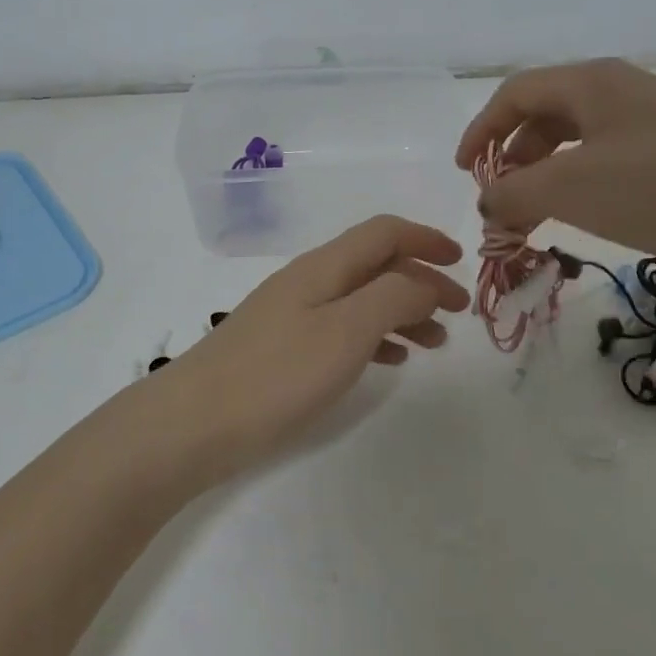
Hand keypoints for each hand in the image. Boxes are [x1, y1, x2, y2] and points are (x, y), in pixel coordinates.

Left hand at [154, 216, 469, 480]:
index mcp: (324, 266)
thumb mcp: (346, 330)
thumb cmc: (276, 374)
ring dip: (402, 312)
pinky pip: (342, 330)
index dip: (425, 238)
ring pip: (361, 299)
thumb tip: (424, 281)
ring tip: (434, 343)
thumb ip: (393, 297)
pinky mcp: (282, 350)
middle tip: (458, 313)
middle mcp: (309, 281)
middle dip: (421, 280)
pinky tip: (390, 360)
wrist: (193, 423)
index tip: (461, 262)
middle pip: (375, 265)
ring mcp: (292, 316)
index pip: (383, 232)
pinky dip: (374, 337)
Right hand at [455, 59, 655, 272]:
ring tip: (535, 214)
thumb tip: (488, 203)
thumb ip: (513, 194)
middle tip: (502, 199)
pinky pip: (607, 156)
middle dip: (513, 157)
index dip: (481, 130)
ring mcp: (650, 117)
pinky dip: (579, 182)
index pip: (515, 94)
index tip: (465, 173)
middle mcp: (618, 88)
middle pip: (544, 114)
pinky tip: (583, 213)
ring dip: (544, 173)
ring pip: (576, 138)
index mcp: (590, 81)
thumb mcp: (570, 189)